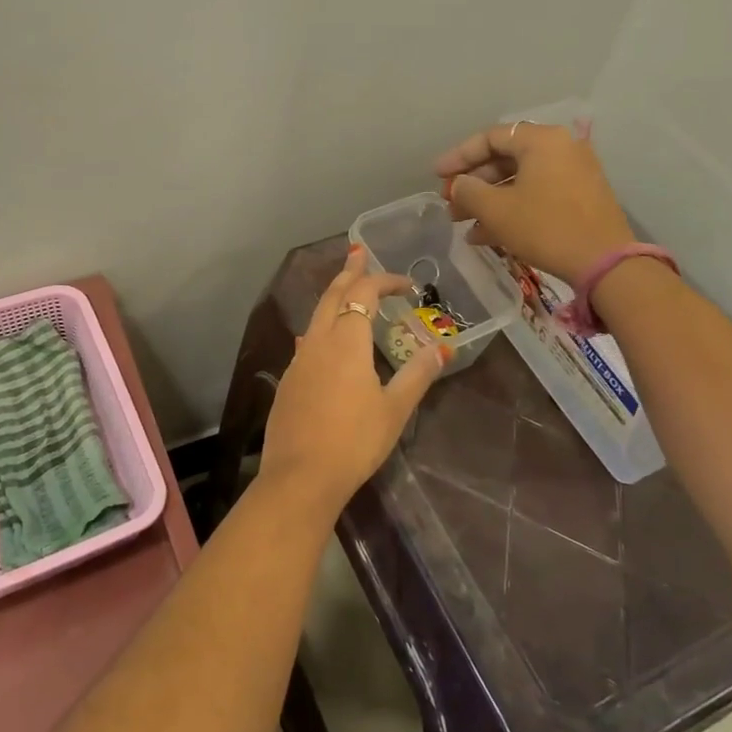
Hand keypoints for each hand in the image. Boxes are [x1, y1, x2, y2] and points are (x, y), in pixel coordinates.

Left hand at [259, 247, 445, 509]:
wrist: (300, 476)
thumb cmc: (354, 441)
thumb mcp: (394, 409)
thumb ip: (417, 374)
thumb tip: (442, 348)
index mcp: (346, 341)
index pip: (363, 294)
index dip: (384, 281)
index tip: (406, 284)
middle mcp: (318, 341)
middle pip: (332, 295)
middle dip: (349, 273)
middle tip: (359, 255)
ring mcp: (299, 360)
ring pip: (316, 315)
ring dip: (333, 297)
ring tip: (346, 290)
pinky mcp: (289, 381)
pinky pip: (308, 340)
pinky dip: (322, 326)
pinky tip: (326, 340)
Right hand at [434, 121, 633, 285]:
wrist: (604, 263)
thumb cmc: (545, 227)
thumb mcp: (497, 210)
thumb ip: (468, 191)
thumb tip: (458, 185)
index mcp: (541, 140)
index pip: (490, 137)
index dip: (458, 157)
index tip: (437, 176)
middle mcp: (560, 148)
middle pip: (505, 159)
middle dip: (473, 183)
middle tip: (449, 204)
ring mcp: (573, 173)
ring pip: (519, 180)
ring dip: (488, 200)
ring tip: (462, 224)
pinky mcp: (579, 198)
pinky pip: (536, 194)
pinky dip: (511, 209)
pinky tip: (485, 236)